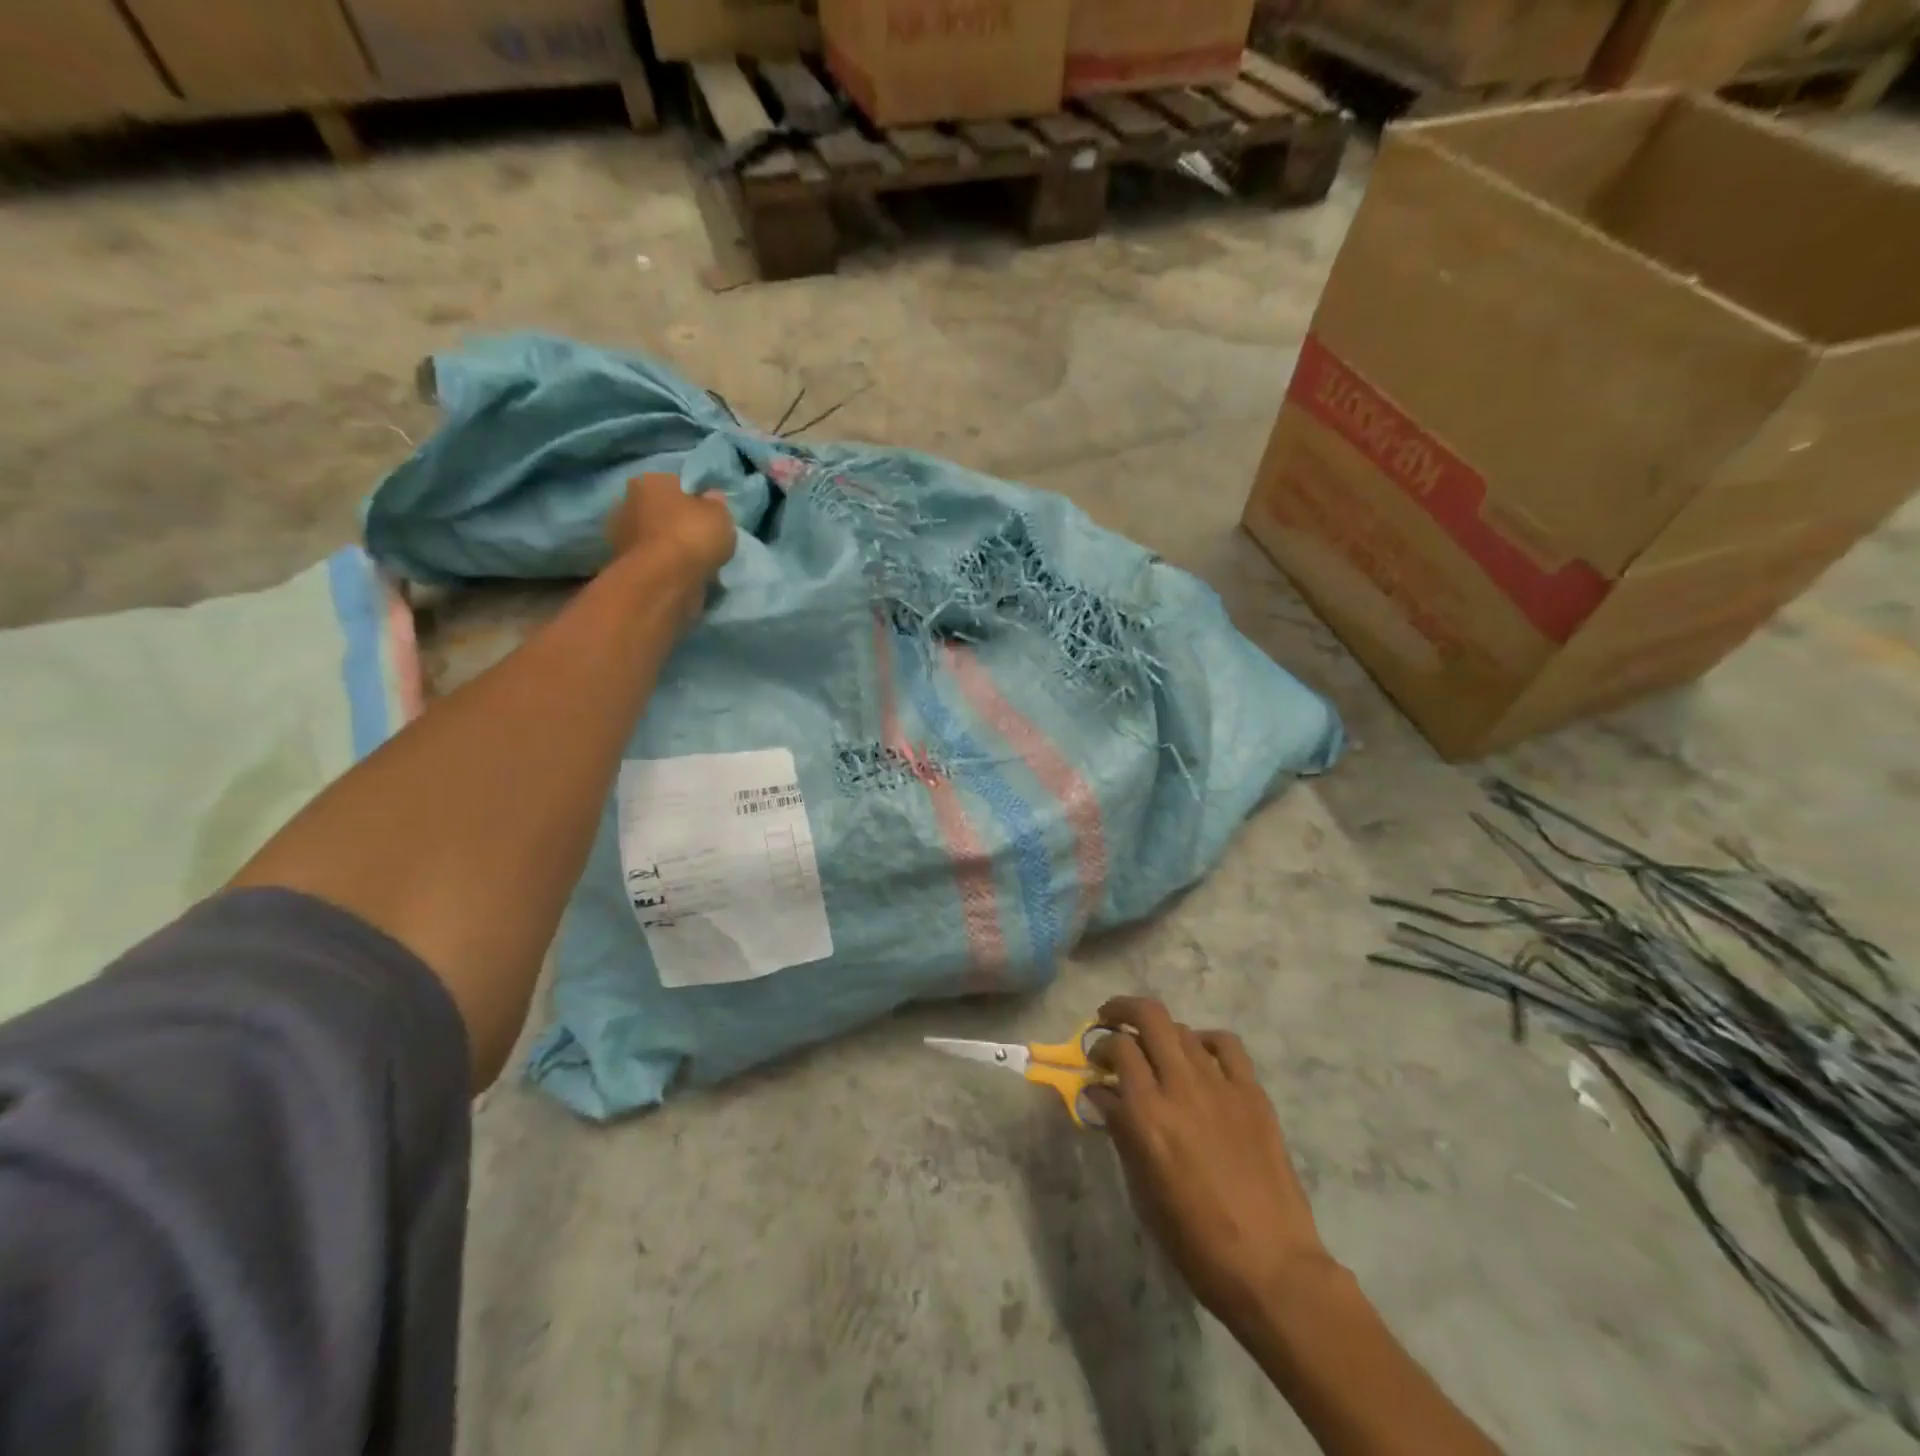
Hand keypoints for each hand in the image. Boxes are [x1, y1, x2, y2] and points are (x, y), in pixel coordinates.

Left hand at [605, 472, 736, 586]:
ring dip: (668, 547)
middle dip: (675, 522)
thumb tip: (711, 498)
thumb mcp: (720, 514)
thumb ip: (715, 504)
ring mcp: (620, 536)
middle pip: (659, 510)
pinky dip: (664, 568)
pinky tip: (681, 577)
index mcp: (649, 481)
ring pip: (653, 538)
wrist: (664, 581)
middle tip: (700, 540)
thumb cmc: (693, 535)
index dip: (693, 499)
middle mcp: (627, 502)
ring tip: (694, 564)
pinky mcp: (621, 566)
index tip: (708, 516)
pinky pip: (651, 562)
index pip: (674, 484)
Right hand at [1088, 996, 1332, 1331]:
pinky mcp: (1252, 1093)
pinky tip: (1199, 1057)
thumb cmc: (1194, 1240)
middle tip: (1109, 1022)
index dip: (1099, 1047)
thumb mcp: (1142, 1189)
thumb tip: (1100, 1093)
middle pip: (1149, 1016)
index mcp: (1147, 1114)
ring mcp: (1220, 1085)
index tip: (1094, 1063)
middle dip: (1122, 1010)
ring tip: (1154, 1050)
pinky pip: (1226, 1045)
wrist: (1271, 1267)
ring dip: (1160, 1032)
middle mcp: (1181, 1086)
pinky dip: (1205, 1041)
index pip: (1117, 1049)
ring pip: (1183, 1028)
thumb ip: (1120, 1130)